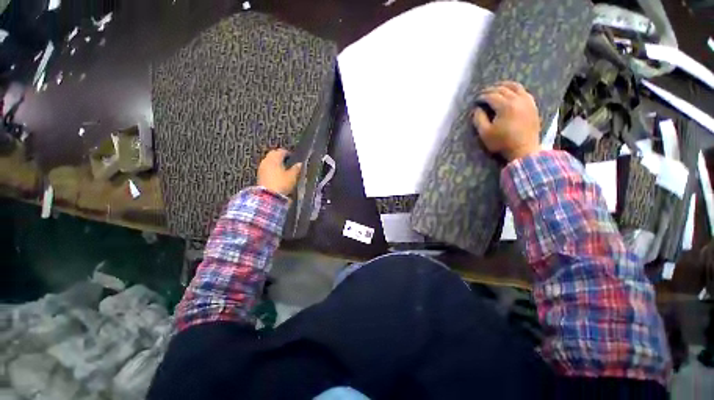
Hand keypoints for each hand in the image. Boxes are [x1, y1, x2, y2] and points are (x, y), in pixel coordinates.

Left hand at [257, 149, 301, 195]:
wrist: (268, 196)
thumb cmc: (281, 184)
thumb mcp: (292, 176)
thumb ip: (296, 168)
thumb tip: (300, 164)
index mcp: (274, 158)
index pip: (281, 151)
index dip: (288, 153)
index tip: (294, 158)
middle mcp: (266, 160)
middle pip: (273, 154)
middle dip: (280, 156)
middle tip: (288, 161)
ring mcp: (261, 168)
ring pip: (269, 161)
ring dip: (275, 163)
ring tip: (283, 169)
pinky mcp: (259, 175)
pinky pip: (266, 168)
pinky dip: (272, 169)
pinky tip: (277, 175)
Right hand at [472, 81, 541, 161]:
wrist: (524, 150)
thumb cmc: (502, 143)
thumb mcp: (485, 133)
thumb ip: (479, 119)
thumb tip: (477, 109)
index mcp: (505, 106)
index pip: (491, 96)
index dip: (482, 96)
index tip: (475, 100)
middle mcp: (518, 100)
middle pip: (503, 89)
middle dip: (491, 89)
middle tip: (482, 93)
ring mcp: (527, 101)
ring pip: (515, 87)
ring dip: (504, 85)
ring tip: (497, 87)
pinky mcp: (533, 106)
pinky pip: (524, 92)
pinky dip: (515, 89)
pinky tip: (511, 93)